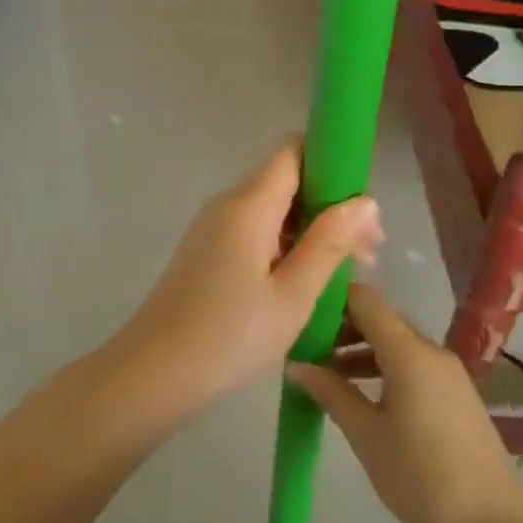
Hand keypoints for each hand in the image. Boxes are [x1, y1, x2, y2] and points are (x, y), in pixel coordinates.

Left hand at [117, 141, 381, 406]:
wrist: (154, 372)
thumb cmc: (230, 336)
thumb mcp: (293, 294)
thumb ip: (329, 242)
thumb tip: (365, 200)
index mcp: (249, 204)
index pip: (294, 150)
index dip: (333, 163)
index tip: (363, 205)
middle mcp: (228, 203)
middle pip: (287, 179)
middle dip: (331, 205)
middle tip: (368, 252)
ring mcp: (214, 227)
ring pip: (274, 208)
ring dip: (312, 229)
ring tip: (348, 273)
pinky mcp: (208, 250)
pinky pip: (256, 230)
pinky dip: (287, 244)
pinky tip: (309, 280)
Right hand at [287, 284, 522, 522]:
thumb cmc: (421, 477)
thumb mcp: (366, 435)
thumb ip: (330, 392)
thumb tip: (294, 364)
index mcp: (409, 352)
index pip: (365, 299)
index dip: (331, 300)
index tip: (300, 318)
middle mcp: (431, 351)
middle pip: (380, 319)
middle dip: (341, 328)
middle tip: (306, 352)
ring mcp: (448, 372)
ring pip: (396, 343)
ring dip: (360, 350)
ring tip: (326, 377)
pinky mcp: (456, 394)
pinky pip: (412, 364)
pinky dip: (383, 367)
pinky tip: (362, 396)